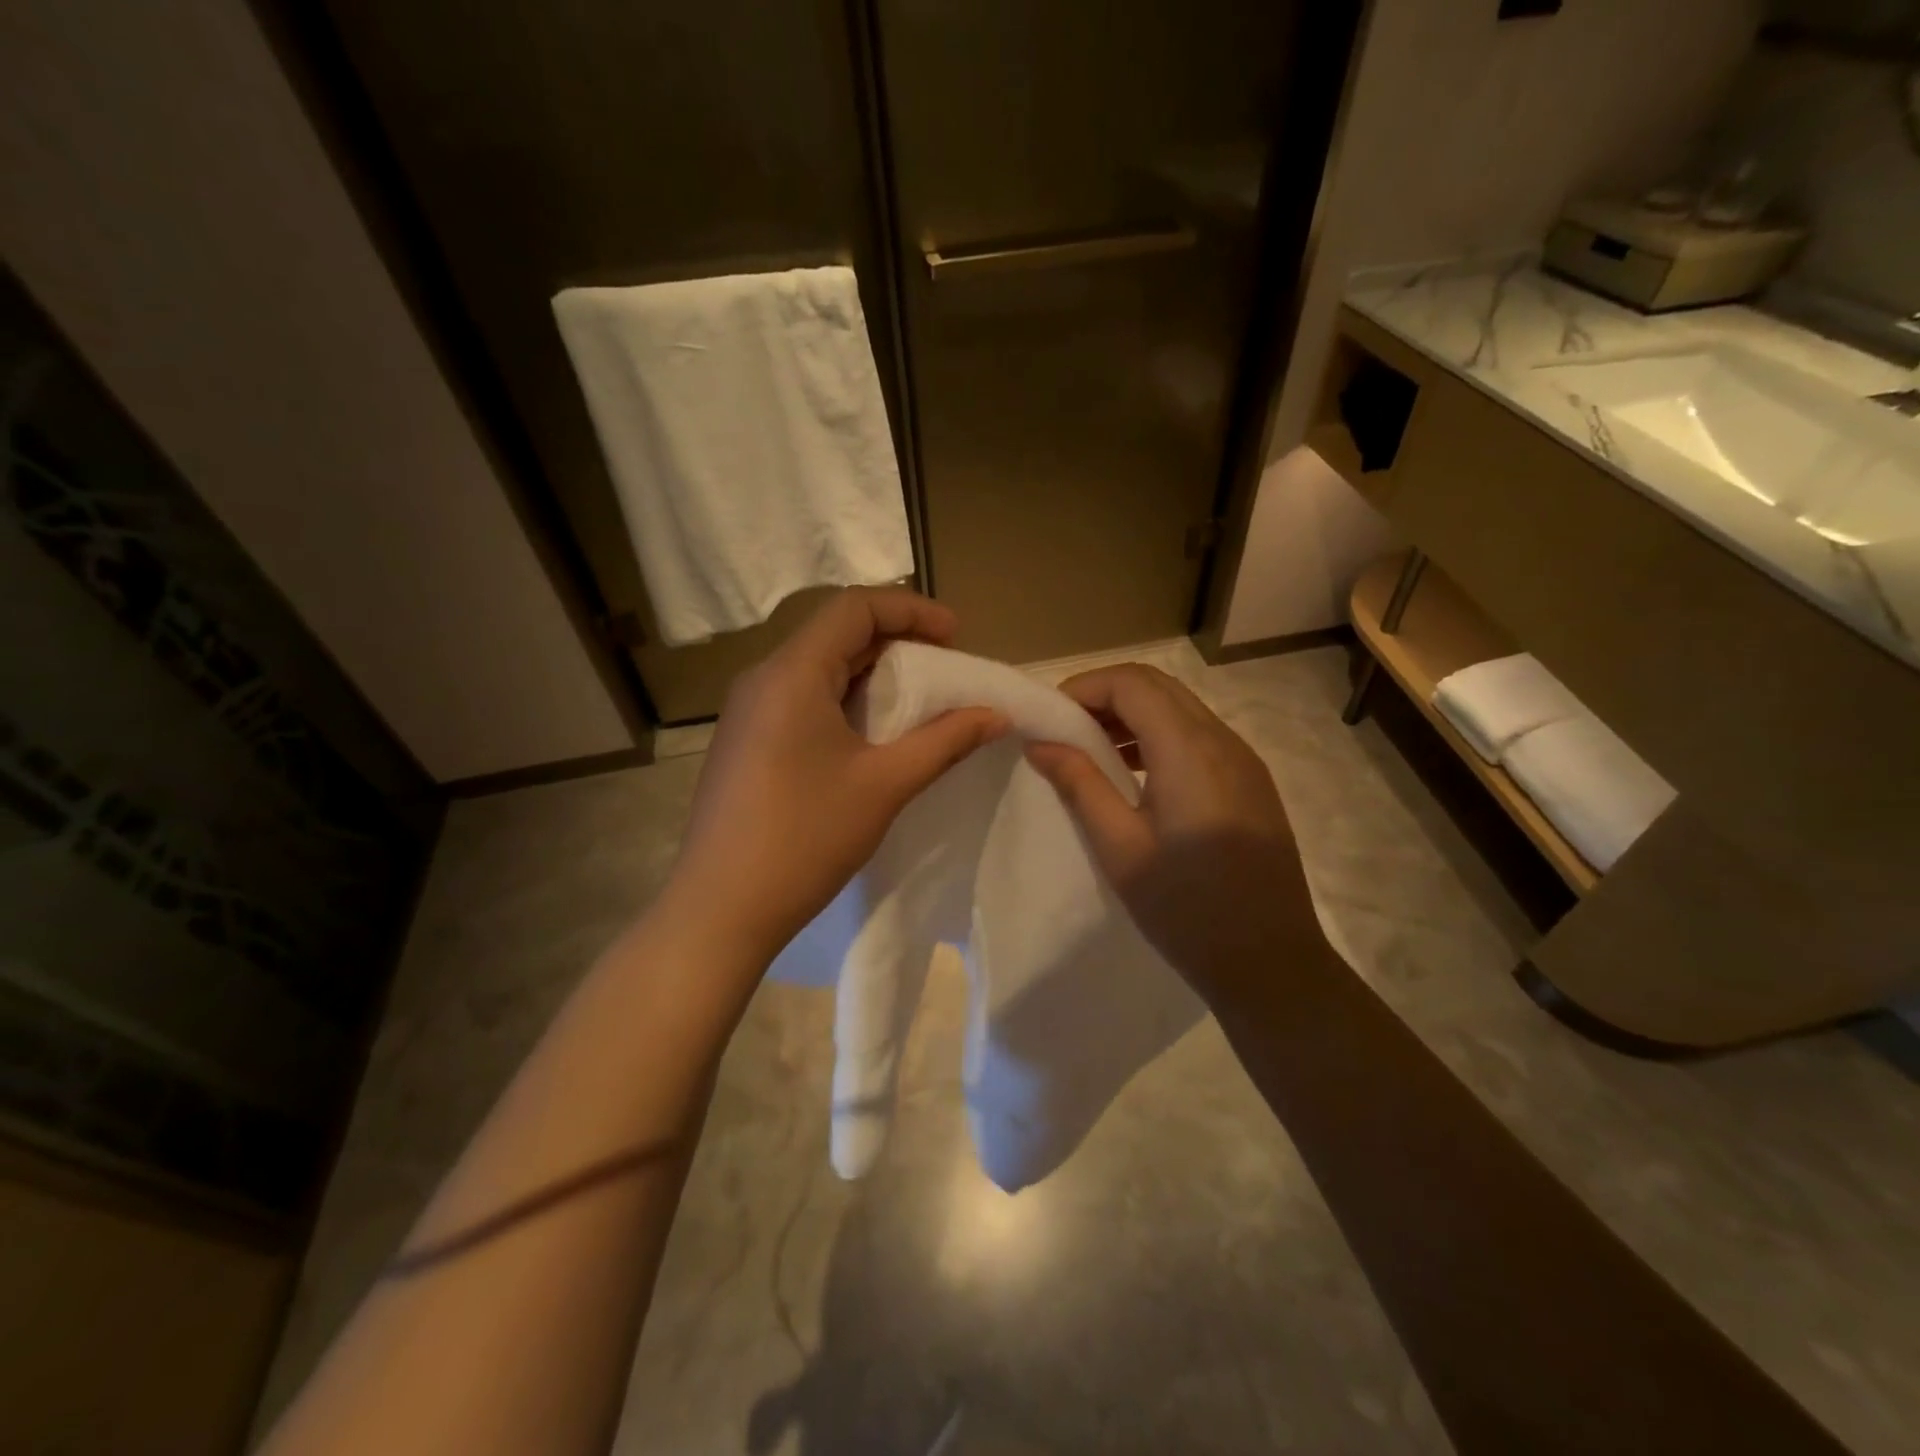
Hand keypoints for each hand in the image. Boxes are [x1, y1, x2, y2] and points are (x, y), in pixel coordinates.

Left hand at [669, 589, 1007, 963]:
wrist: (721, 909)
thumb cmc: (805, 838)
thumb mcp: (885, 785)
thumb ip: (945, 741)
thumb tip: (996, 715)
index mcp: (792, 673)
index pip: (854, 608)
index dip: (912, 610)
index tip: (957, 636)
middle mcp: (763, 679)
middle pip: (836, 633)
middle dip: (897, 641)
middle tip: (946, 668)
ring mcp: (748, 711)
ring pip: (818, 667)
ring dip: (871, 673)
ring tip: (917, 700)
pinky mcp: (745, 741)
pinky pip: (801, 698)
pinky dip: (844, 700)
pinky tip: (870, 735)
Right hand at [1024, 665, 1325, 1002]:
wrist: (1272, 963)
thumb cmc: (1187, 908)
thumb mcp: (1120, 848)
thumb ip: (1079, 785)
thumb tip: (1040, 743)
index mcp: (1190, 750)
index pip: (1132, 684)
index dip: (1084, 688)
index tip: (1048, 718)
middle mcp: (1223, 741)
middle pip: (1158, 687)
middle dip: (1106, 695)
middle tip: (1064, 729)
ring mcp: (1244, 761)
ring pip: (1181, 709)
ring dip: (1133, 715)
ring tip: (1092, 751)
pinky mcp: (1252, 783)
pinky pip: (1199, 737)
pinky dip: (1159, 737)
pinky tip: (1135, 775)